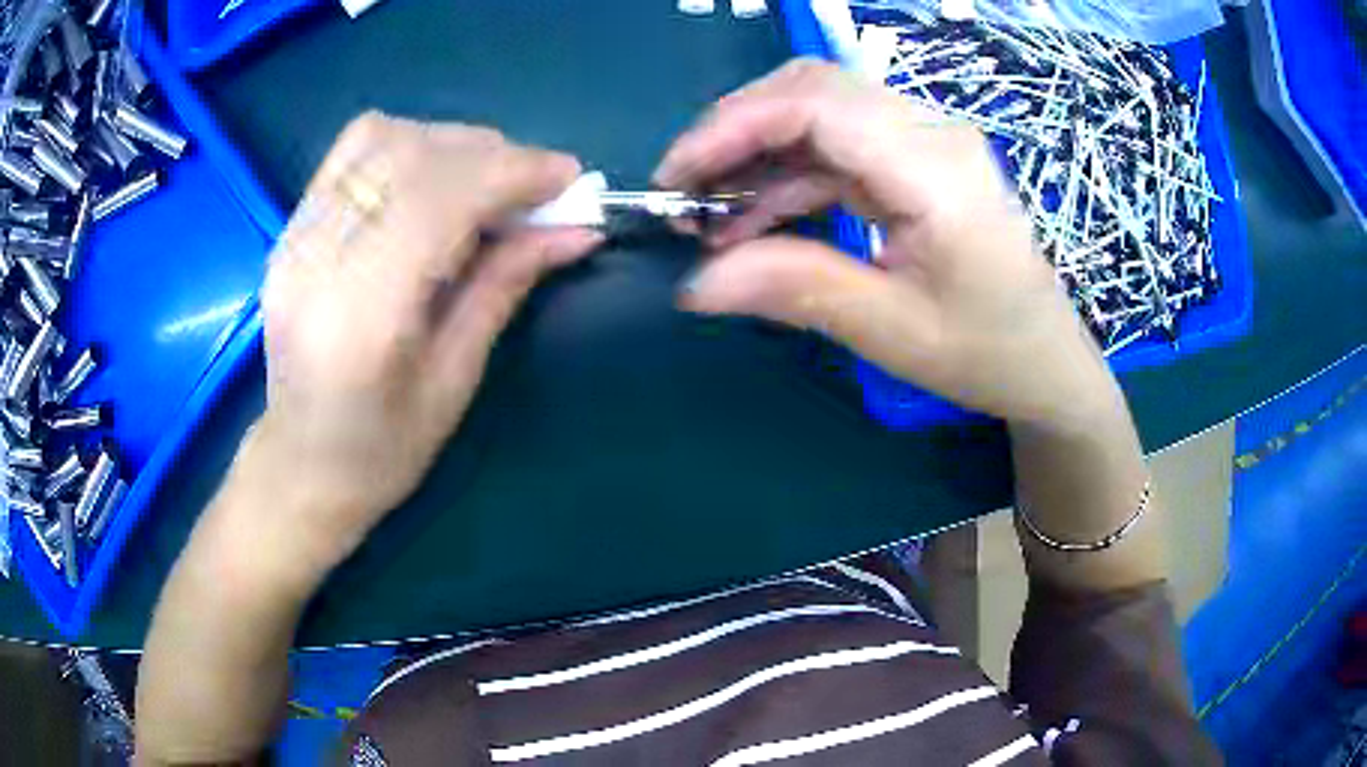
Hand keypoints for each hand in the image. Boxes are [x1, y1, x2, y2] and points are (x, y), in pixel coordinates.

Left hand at [248, 114, 600, 573]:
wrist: (301, 465)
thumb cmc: (382, 449)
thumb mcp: (455, 379)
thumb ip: (505, 286)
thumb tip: (577, 229)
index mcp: (361, 317)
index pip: (438, 198)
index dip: (511, 172)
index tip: (567, 177)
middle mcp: (317, 260)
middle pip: (411, 156)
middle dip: (490, 155)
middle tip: (534, 187)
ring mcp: (295, 237)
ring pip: (379, 137)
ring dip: (448, 144)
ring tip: (483, 181)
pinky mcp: (290, 229)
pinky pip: (351, 152)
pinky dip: (406, 146)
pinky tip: (431, 180)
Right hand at [656, 60, 1117, 428]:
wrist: (1047, 363)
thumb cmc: (988, 353)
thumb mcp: (893, 332)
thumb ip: (796, 291)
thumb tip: (695, 285)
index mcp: (935, 168)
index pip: (817, 103)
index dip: (733, 125)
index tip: (677, 177)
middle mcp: (930, 134)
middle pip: (812, 89)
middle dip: (735, 130)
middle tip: (686, 190)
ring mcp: (924, 143)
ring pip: (819, 114)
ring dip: (757, 155)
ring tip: (710, 216)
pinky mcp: (915, 162)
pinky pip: (836, 149)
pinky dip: (786, 177)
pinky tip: (754, 220)